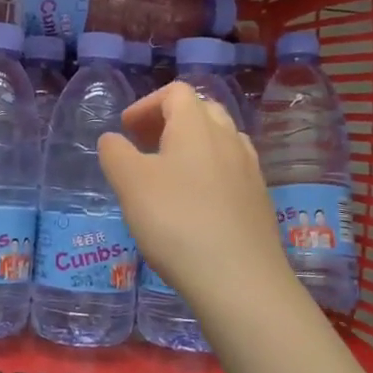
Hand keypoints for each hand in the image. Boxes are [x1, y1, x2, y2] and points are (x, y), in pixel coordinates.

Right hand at [97, 82, 290, 302]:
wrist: (239, 279)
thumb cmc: (177, 222)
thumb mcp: (131, 184)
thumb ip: (116, 154)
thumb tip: (113, 139)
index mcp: (197, 126)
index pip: (176, 93)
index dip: (147, 104)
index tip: (126, 129)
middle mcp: (229, 139)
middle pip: (202, 112)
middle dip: (170, 121)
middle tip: (145, 144)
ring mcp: (249, 171)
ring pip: (220, 141)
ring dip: (192, 146)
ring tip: (168, 173)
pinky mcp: (259, 202)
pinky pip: (231, 171)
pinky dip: (208, 173)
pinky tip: (195, 204)